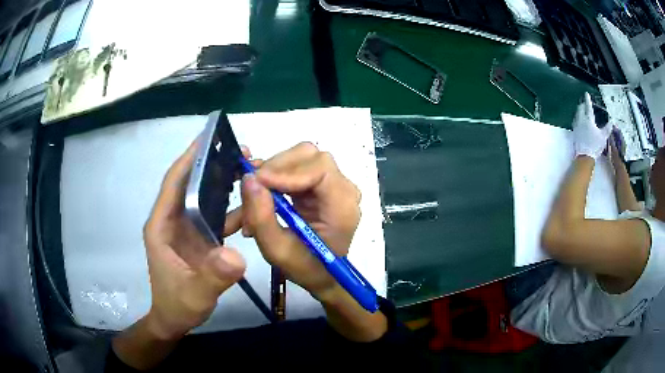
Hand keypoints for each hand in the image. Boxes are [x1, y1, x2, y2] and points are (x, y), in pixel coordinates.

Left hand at [142, 138, 245, 338]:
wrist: (174, 320)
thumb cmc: (177, 305)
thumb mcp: (195, 294)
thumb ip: (213, 277)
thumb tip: (238, 255)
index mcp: (162, 226)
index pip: (173, 184)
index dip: (188, 160)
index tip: (208, 139)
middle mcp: (172, 220)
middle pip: (190, 184)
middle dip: (212, 165)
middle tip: (240, 153)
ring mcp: (185, 229)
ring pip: (203, 197)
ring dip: (223, 183)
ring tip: (248, 171)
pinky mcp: (197, 238)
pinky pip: (213, 215)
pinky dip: (229, 206)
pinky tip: (248, 203)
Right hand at [240, 142, 361, 299]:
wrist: (323, 275)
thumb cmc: (306, 268)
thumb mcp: (277, 251)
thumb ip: (262, 217)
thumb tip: (249, 179)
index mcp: (342, 207)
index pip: (320, 170)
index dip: (287, 170)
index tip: (257, 181)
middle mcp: (343, 189)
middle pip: (309, 157)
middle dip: (275, 168)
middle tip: (251, 188)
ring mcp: (333, 184)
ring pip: (299, 159)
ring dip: (271, 173)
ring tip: (251, 199)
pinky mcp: (320, 184)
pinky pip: (294, 168)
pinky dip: (273, 178)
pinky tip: (259, 196)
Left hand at [573, 92, 612, 158]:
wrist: (584, 156)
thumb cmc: (595, 146)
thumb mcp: (603, 137)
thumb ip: (607, 128)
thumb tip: (611, 121)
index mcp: (588, 120)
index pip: (588, 107)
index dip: (587, 100)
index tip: (586, 94)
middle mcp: (581, 120)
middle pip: (580, 108)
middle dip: (582, 104)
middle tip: (585, 103)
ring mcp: (577, 125)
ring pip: (577, 114)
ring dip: (579, 110)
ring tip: (582, 109)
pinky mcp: (574, 131)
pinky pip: (575, 120)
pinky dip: (578, 117)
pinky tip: (579, 119)